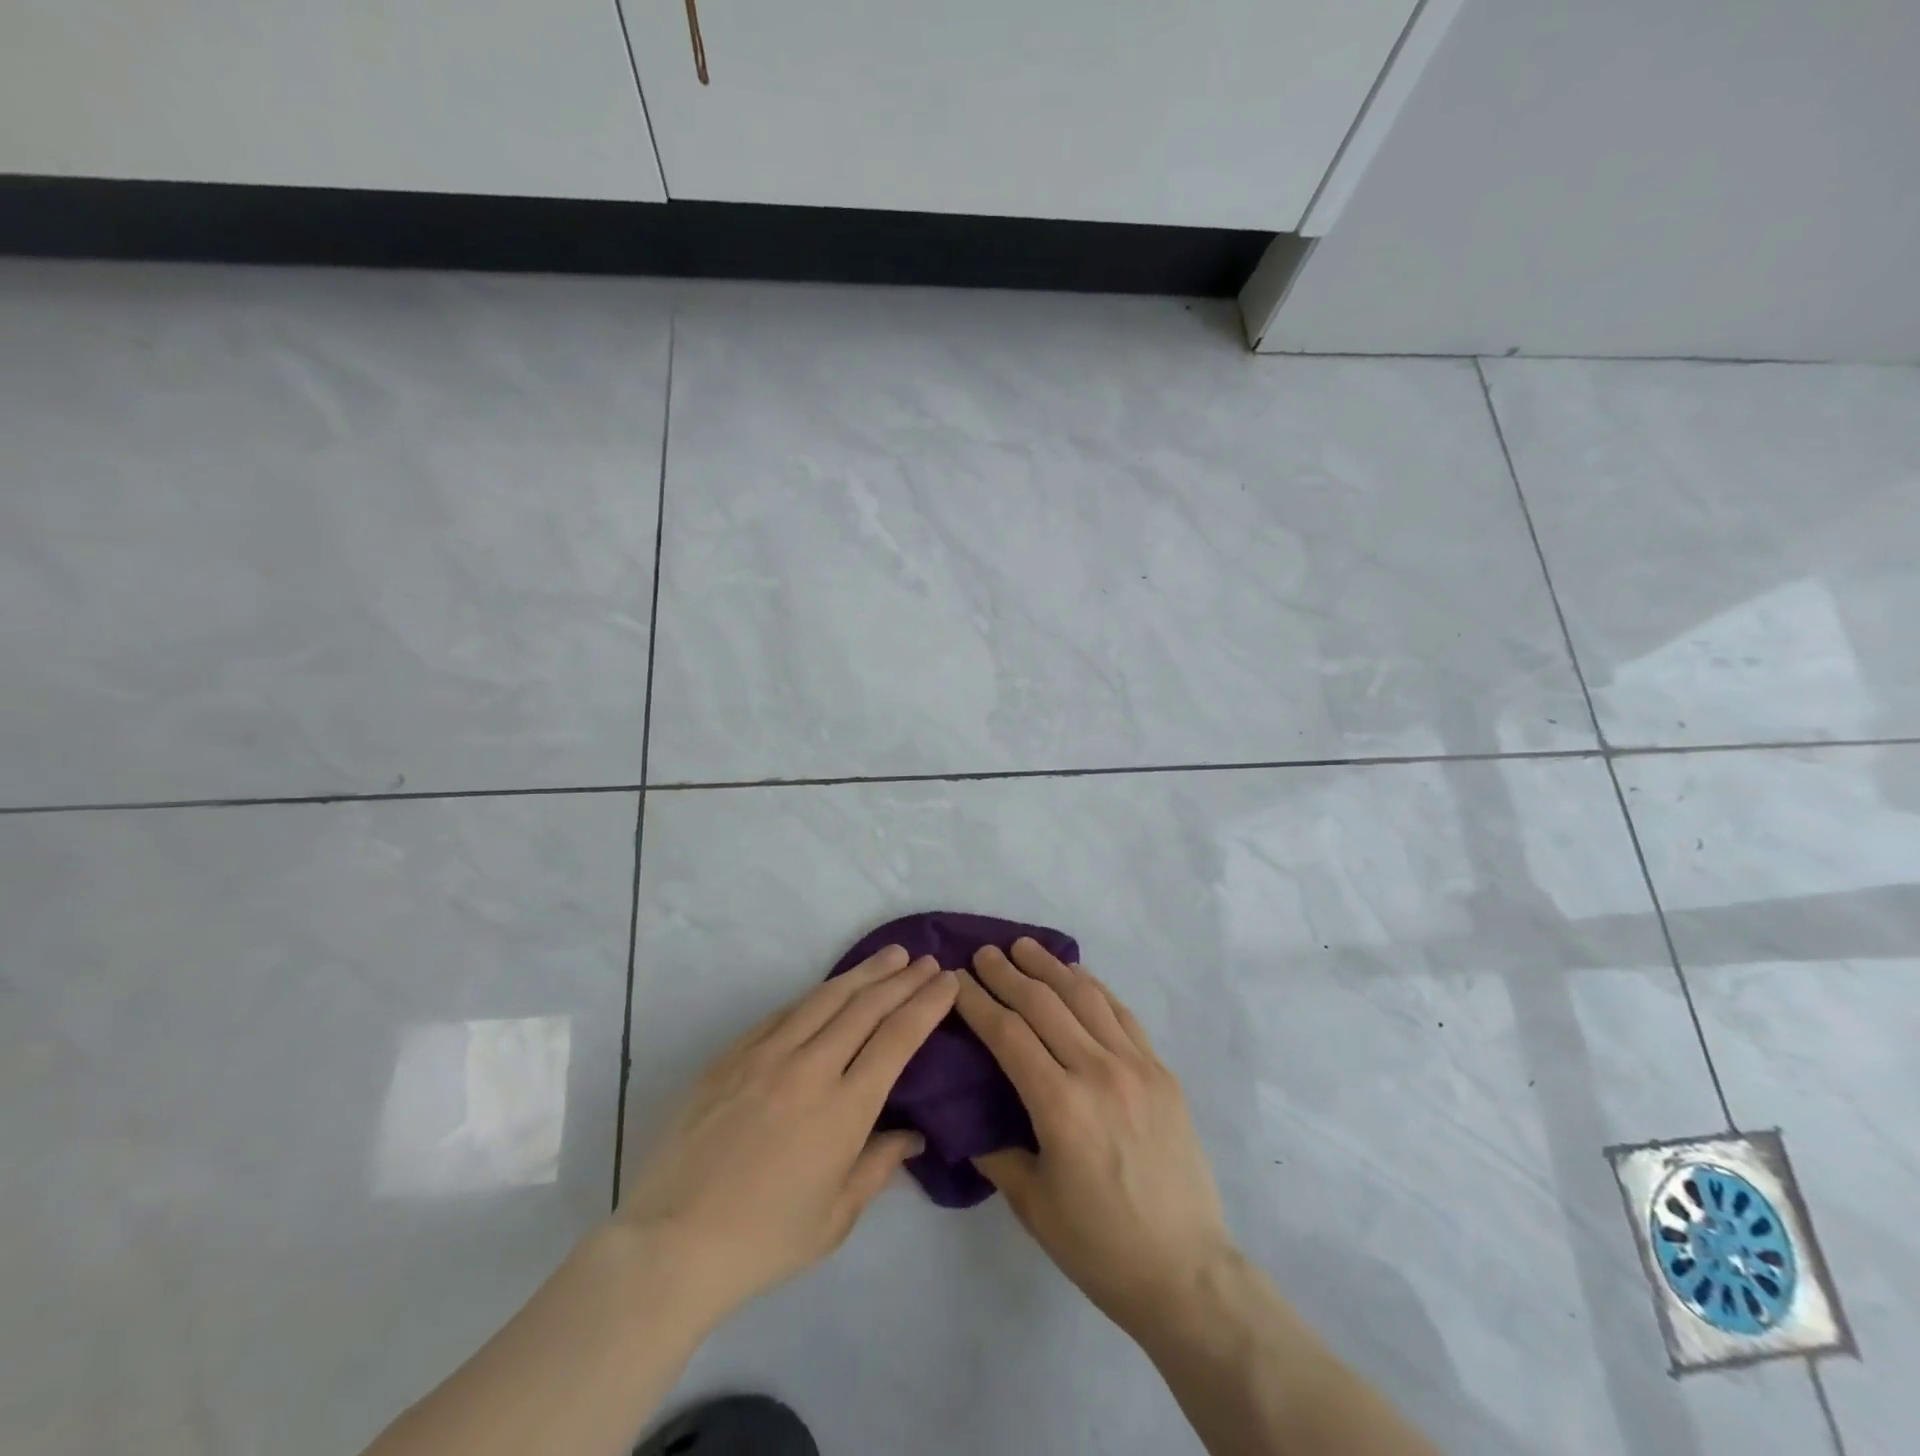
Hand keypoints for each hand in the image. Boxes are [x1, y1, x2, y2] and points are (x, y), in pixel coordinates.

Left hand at [616, 946, 956, 1328]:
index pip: (898, 1038)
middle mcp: (810, 1068)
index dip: (927, 1003)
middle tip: (927, 961)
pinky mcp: (732, 1055)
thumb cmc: (764, 1240)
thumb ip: (879, 1165)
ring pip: (825, 997)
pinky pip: (784, 1012)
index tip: (947, 980)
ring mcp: (766, 1055)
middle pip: (866, 1006)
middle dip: (903, 979)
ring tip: (891, 956)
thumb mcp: (836, 1218)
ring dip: (864, 972)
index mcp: (844, 1109)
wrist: (671, 1243)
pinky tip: (829, 989)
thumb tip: (913, 1134)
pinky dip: (816, 994)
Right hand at [954, 939, 1235, 1333]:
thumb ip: (994, 1150)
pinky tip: (1076, 975)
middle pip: (1043, 1004)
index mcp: (1060, 1106)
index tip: (956, 980)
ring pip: (1085, 997)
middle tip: (983, 953)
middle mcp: (1098, 1072)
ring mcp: (1137, 1066)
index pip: (1008, 1034)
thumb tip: (963, 1115)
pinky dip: (1094, 987)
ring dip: (1050, 967)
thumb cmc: (1099, 1246)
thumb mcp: (1031, 1204)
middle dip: (1007, 974)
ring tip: (1024, 947)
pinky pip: (1122, 1014)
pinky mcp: (1162, 1071)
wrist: (1186, 1272)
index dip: (978, 1002)